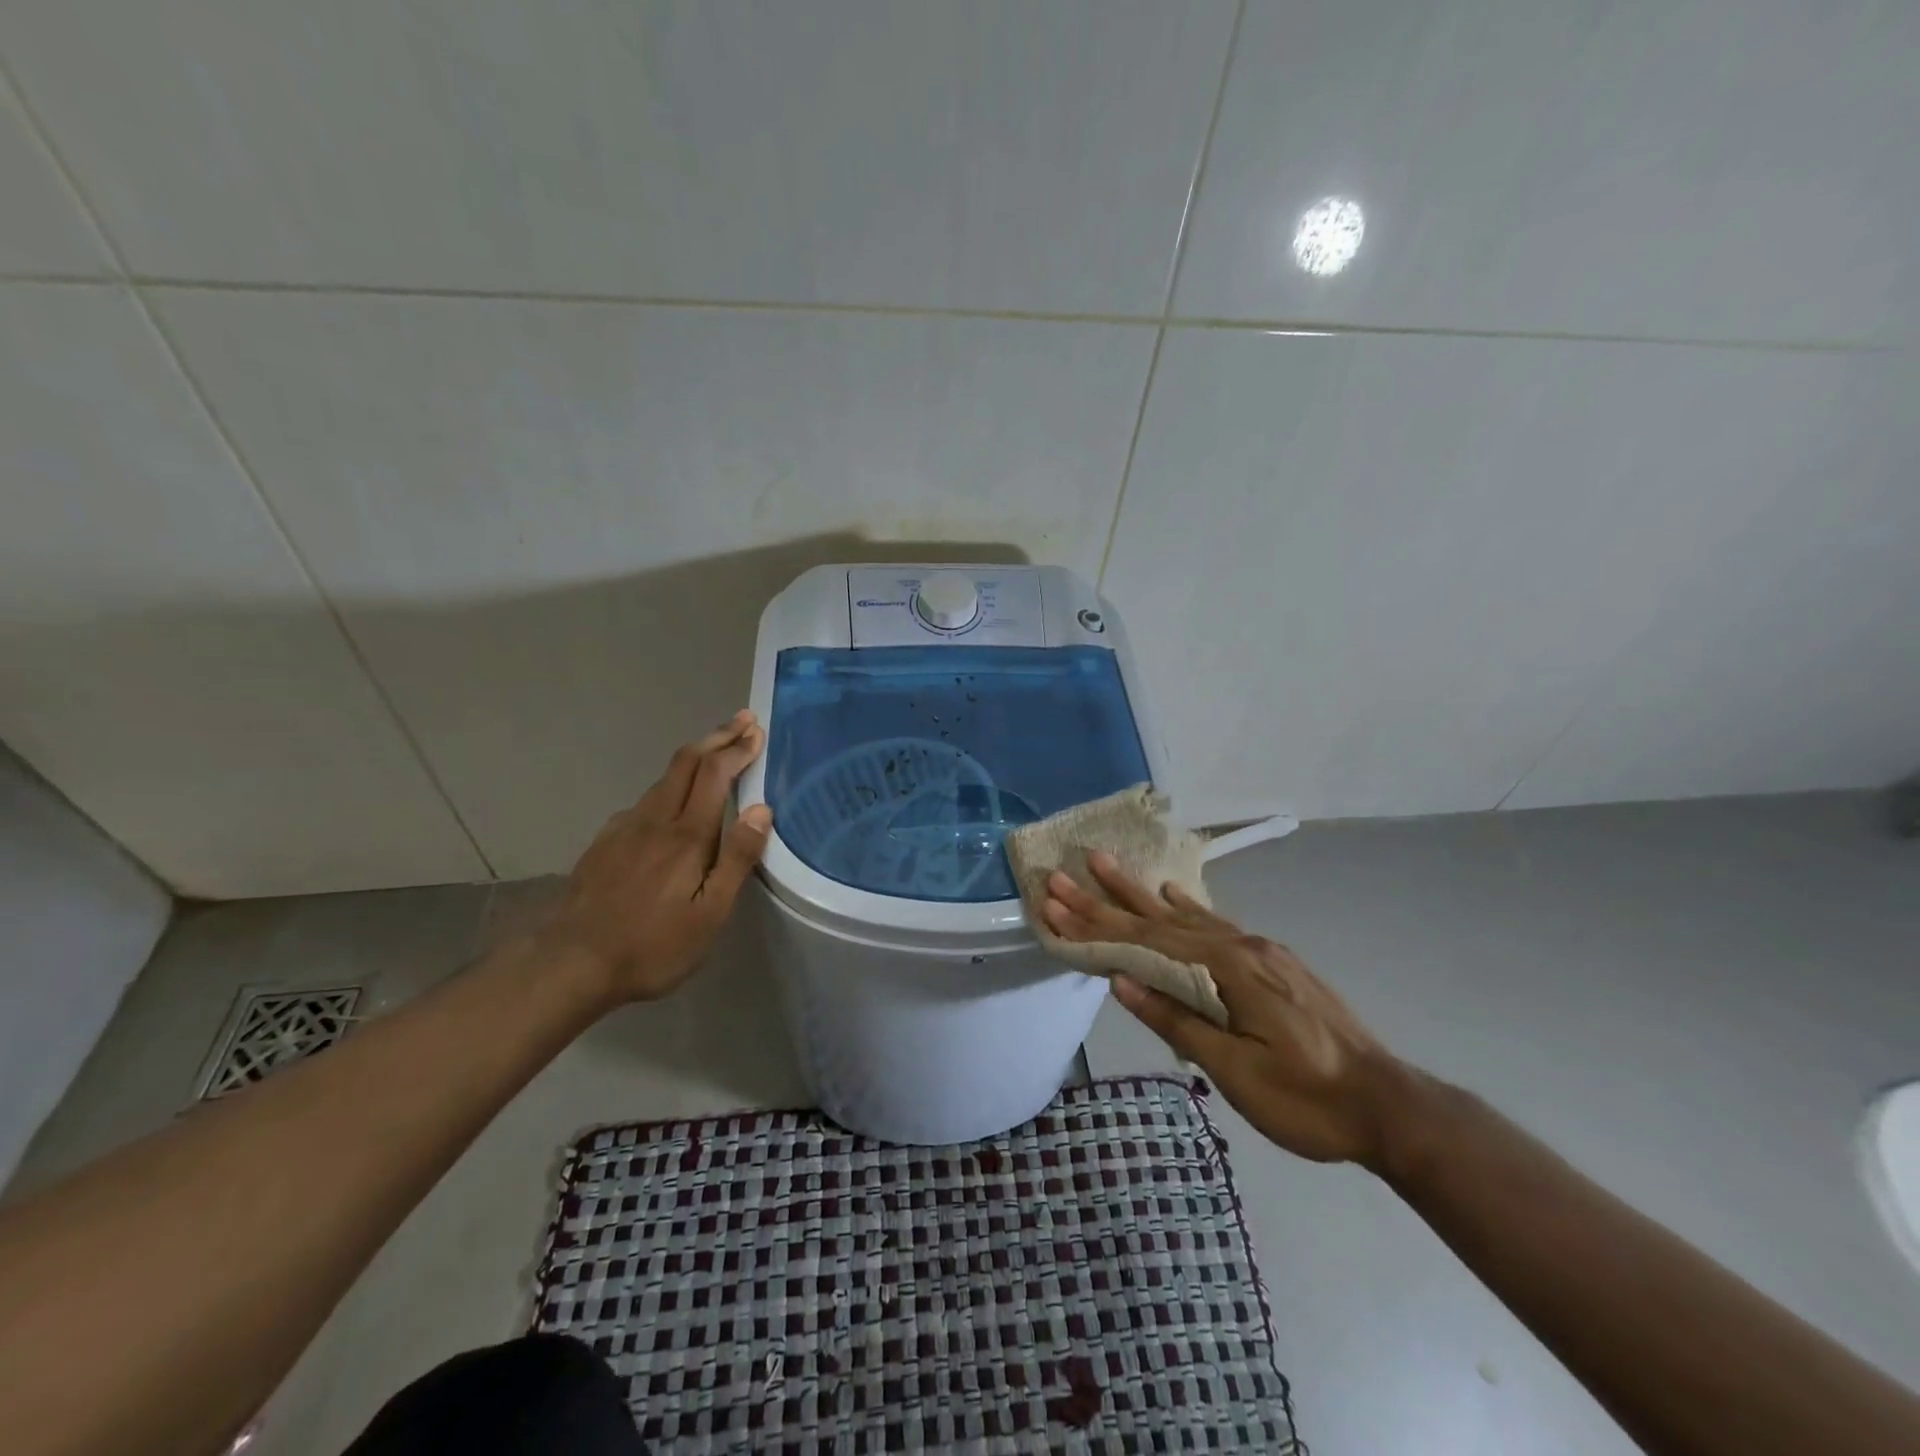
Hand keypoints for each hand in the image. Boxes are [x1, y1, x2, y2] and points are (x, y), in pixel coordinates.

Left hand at [539, 710, 771, 1003]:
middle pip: (686, 762)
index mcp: (687, 835)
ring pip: (664, 779)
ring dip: (694, 759)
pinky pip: (644, 801)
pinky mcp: (605, 842)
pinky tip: (671, 804)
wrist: (571, 963)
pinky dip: (669, 786)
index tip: (757, 731)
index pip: (715, 774)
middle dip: (717, 737)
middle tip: (743, 721)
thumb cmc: (653, 945)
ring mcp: (625, 828)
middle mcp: (655, 819)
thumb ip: (737, 859)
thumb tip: (761, 810)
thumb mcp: (710, 914)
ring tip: (716, 755)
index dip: (737, 748)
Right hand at [1043, 853, 1409, 1169]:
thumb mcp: (1236, 1071)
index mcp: (1229, 969)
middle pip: (1159, 920)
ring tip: (1106, 867)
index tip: (1055, 901)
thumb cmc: (1307, 1100)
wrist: (1388, 1105)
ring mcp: (1259, 951)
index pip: (1147, 941)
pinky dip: (1187, 910)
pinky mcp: (1272, 962)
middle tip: (1063, 875)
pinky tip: (1170, 896)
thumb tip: (1121, 981)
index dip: (1097, 924)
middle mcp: (1241, 947)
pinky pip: (1217, 926)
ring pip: (1186, 918)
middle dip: (1107, 899)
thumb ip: (1177, 1021)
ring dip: (1140, 896)